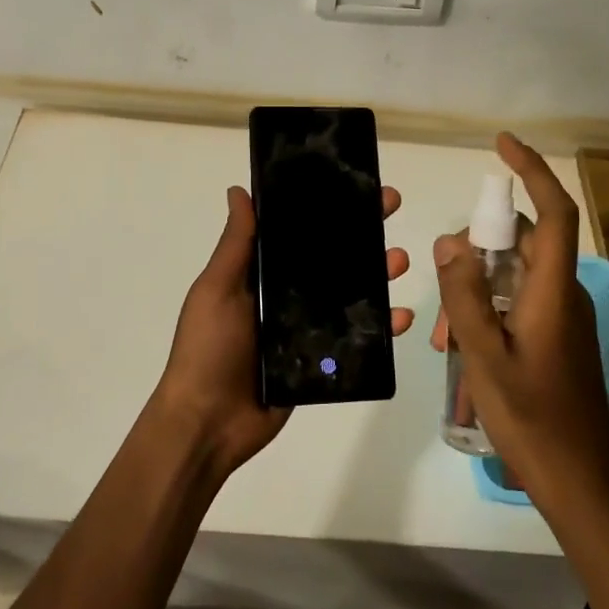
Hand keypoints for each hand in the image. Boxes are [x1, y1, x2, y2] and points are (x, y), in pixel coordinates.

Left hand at [153, 184, 413, 480]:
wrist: (209, 423)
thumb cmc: (208, 349)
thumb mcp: (217, 289)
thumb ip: (236, 245)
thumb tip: (239, 190)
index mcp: (259, 275)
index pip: (298, 233)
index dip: (324, 209)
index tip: (352, 185)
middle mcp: (285, 297)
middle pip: (330, 259)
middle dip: (360, 233)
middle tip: (389, 208)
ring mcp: (305, 330)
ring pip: (349, 295)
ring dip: (377, 275)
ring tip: (399, 260)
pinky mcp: (321, 362)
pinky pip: (356, 339)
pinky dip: (381, 328)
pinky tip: (400, 316)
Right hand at [430, 134, 608, 502]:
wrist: (578, 481)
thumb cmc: (531, 419)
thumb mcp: (484, 357)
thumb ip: (465, 297)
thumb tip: (451, 241)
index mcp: (555, 292)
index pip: (555, 213)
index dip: (533, 172)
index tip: (501, 145)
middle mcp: (565, 295)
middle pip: (522, 244)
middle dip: (476, 256)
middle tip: (441, 297)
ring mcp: (563, 317)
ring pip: (514, 277)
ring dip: (476, 292)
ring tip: (445, 340)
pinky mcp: (558, 337)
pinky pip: (519, 302)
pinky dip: (488, 311)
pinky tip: (462, 350)